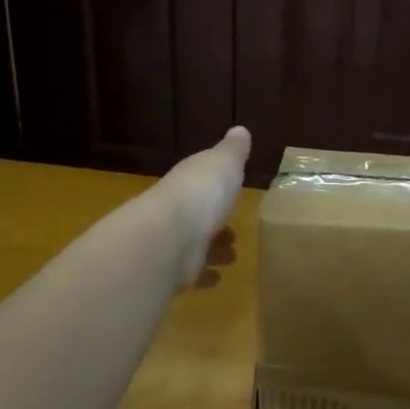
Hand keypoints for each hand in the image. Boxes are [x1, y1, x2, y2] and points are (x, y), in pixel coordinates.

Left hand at [149, 126, 251, 286]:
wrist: (169, 238)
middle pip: (197, 213)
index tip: (231, 189)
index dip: (215, 184)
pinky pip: (192, 272)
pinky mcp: (174, 271)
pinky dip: (204, 275)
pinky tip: (218, 278)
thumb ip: (233, 150)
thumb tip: (240, 130)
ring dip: (213, 249)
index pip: (200, 180)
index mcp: (188, 181)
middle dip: (214, 220)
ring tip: (232, 255)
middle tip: (233, 229)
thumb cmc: (202, 193)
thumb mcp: (224, 162)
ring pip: (195, 243)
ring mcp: (173, 242)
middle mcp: (176, 209)